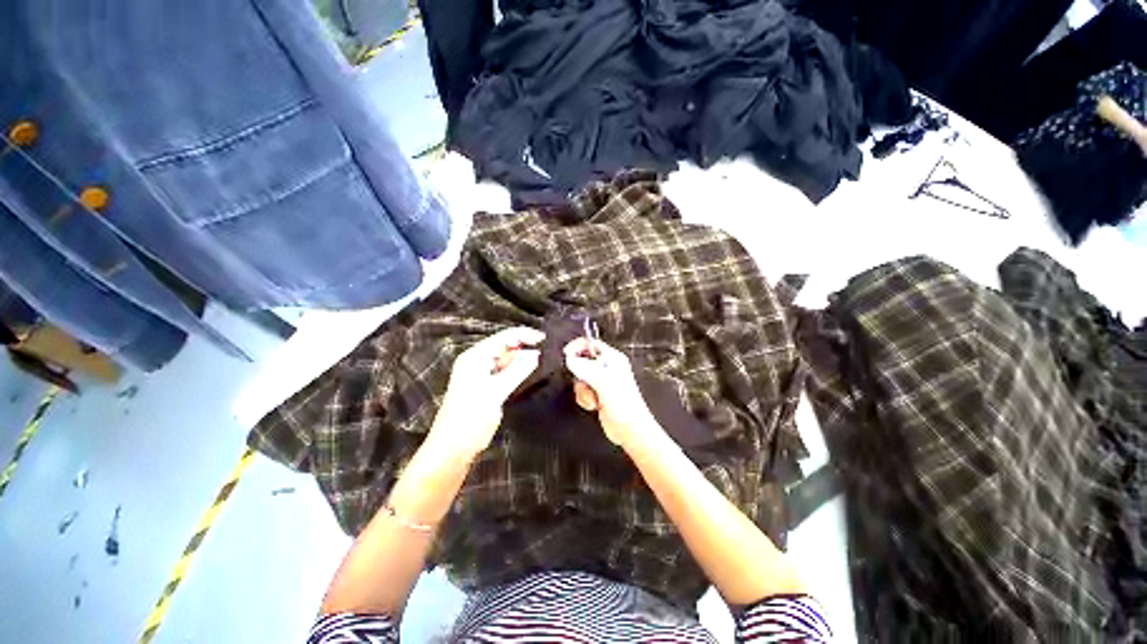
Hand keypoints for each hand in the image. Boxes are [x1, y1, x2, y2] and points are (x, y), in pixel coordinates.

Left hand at [430, 327, 542, 459]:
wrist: (452, 448)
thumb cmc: (471, 418)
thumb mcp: (495, 392)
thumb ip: (517, 371)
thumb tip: (536, 354)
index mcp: (475, 357)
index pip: (503, 337)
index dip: (524, 335)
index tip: (545, 339)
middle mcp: (476, 361)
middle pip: (504, 346)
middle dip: (524, 345)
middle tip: (548, 350)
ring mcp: (480, 373)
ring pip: (505, 358)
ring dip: (521, 357)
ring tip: (543, 358)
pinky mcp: (485, 385)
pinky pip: (503, 370)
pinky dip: (516, 369)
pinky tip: (529, 371)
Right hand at [564, 337, 657, 448]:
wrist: (629, 430)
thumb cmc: (623, 404)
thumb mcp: (604, 383)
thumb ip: (586, 369)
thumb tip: (569, 359)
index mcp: (613, 359)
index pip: (592, 344)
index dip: (578, 346)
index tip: (566, 354)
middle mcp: (607, 368)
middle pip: (583, 361)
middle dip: (580, 374)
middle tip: (585, 383)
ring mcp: (601, 382)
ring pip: (580, 378)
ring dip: (583, 390)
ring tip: (593, 398)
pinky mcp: (597, 394)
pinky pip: (582, 390)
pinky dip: (584, 398)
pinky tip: (593, 405)